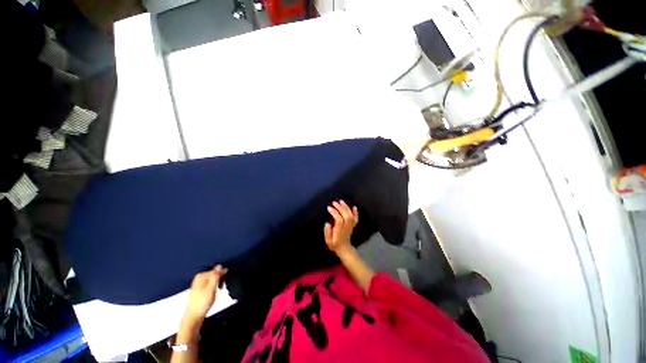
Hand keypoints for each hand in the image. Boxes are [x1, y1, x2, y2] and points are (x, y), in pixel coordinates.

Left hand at [185, 265, 227, 322]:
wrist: (194, 316)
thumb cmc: (203, 302)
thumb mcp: (211, 288)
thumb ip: (216, 276)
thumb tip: (220, 266)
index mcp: (201, 276)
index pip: (216, 270)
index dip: (222, 275)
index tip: (225, 281)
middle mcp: (198, 278)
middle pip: (214, 275)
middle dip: (219, 279)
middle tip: (221, 286)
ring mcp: (198, 284)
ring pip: (212, 280)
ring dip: (217, 283)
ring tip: (219, 290)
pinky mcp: (199, 290)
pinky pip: (209, 284)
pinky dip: (213, 287)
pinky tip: (213, 293)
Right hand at [324, 200, 358, 255]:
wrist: (344, 249)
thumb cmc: (334, 245)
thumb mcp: (328, 241)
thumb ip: (327, 232)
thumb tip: (327, 223)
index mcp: (340, 231)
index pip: (339, 219)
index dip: (334, 213)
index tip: (329, 208)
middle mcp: (346, 227)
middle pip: (346, 216)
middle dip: (340, 208)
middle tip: (334, 202)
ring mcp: (350, 226)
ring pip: (350, 216)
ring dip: (346, 207)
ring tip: (341, 201)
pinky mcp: (353, 225)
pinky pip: (356, 219)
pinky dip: (355, 212)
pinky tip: (354, 207)